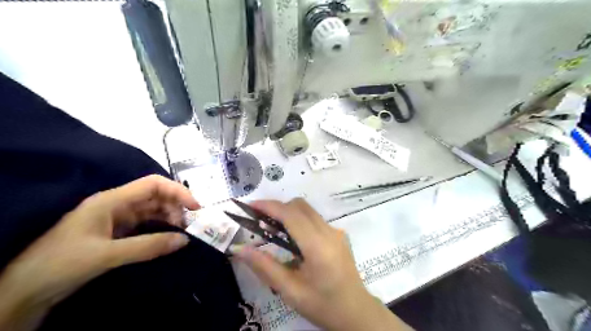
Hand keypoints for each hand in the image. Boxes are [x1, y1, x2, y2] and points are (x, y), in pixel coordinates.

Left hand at [0, 175, 200, 329]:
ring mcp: (117, 218)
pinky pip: (146, 224)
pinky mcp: (117, 232)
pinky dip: (161, 228)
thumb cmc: (61, 264)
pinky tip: (169, 238)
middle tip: (190, 225)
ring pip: (153, 210)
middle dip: (176, 206)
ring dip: (170, 218)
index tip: (195, 207)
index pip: (153, 184)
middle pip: (156, 196)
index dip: (177, 191)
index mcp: (112, 200)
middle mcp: (117, 204)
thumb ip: (148, 246)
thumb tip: (185, 240)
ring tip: (182, 233)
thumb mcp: (106, 255)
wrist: (24, 290)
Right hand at [235, 199, 411, 330]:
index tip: (250, 206)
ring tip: (272, 230)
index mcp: (317, 246)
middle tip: (259, 221)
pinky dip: (298, 220)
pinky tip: (291, 239)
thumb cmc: (322, 305)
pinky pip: (314, 219)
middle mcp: (329, 232)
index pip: (291, 215)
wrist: (356, 312)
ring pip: (307, 210)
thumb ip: (264, 267)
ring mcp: (336, 231)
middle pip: (300, 206)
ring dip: (288, 213)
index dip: (269, 206)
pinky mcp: (338, 234)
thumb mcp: (290, 291)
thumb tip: (239, 249)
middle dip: (277, 208)